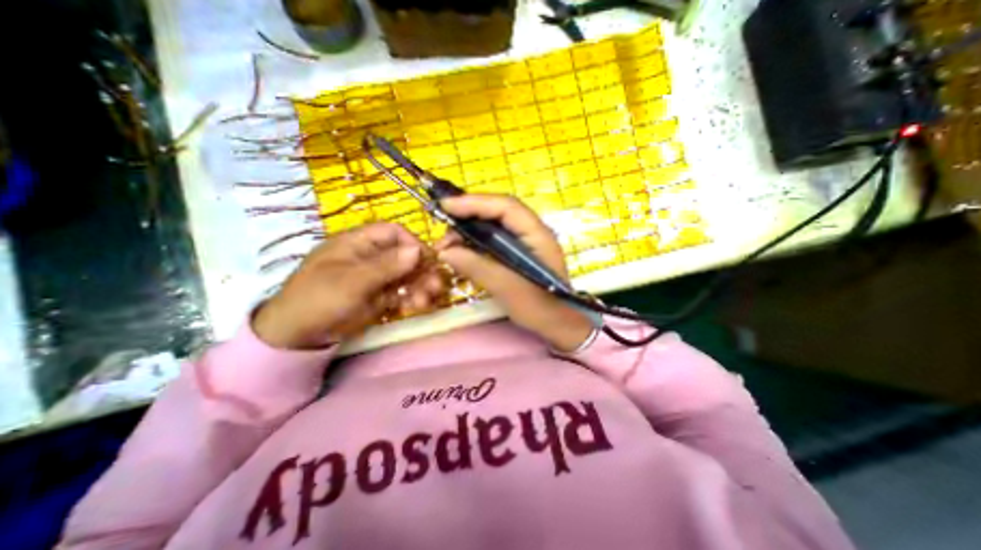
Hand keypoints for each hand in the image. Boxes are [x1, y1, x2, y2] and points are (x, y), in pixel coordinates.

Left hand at [249, 221, 442, 347]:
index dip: (413, 243)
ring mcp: (378, 277)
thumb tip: (418, 250)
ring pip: (408, 275)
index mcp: (359, 243)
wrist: (297, 337)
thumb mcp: (351, 281)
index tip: (428, 260)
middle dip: (423, 270)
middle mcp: (372, 257)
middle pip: (406, 255)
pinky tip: (417, 307)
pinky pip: (404, 293)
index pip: (394, 233)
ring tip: (427, 301)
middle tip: (437, 286)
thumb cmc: (318, 300)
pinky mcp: (381, 296)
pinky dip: (413, 299)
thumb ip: (386, 266)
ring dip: (422, 286)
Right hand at [435, 193, 588, 350]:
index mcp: (537, 234)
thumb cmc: (539, 307)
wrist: (558, 324)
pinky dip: (474, 243)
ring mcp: (524, 241)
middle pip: (497, 212)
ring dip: (468, 231)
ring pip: (492, 225)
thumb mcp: (507, 288)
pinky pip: (492, 240)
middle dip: (467, 216)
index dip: (475, 202)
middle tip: (444, 231)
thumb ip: (477, 267)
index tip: (446, 205)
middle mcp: (531, 231)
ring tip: (448, 246)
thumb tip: (445, 251)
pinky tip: (461, 252)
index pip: (505, 206)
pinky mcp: (516, 253)